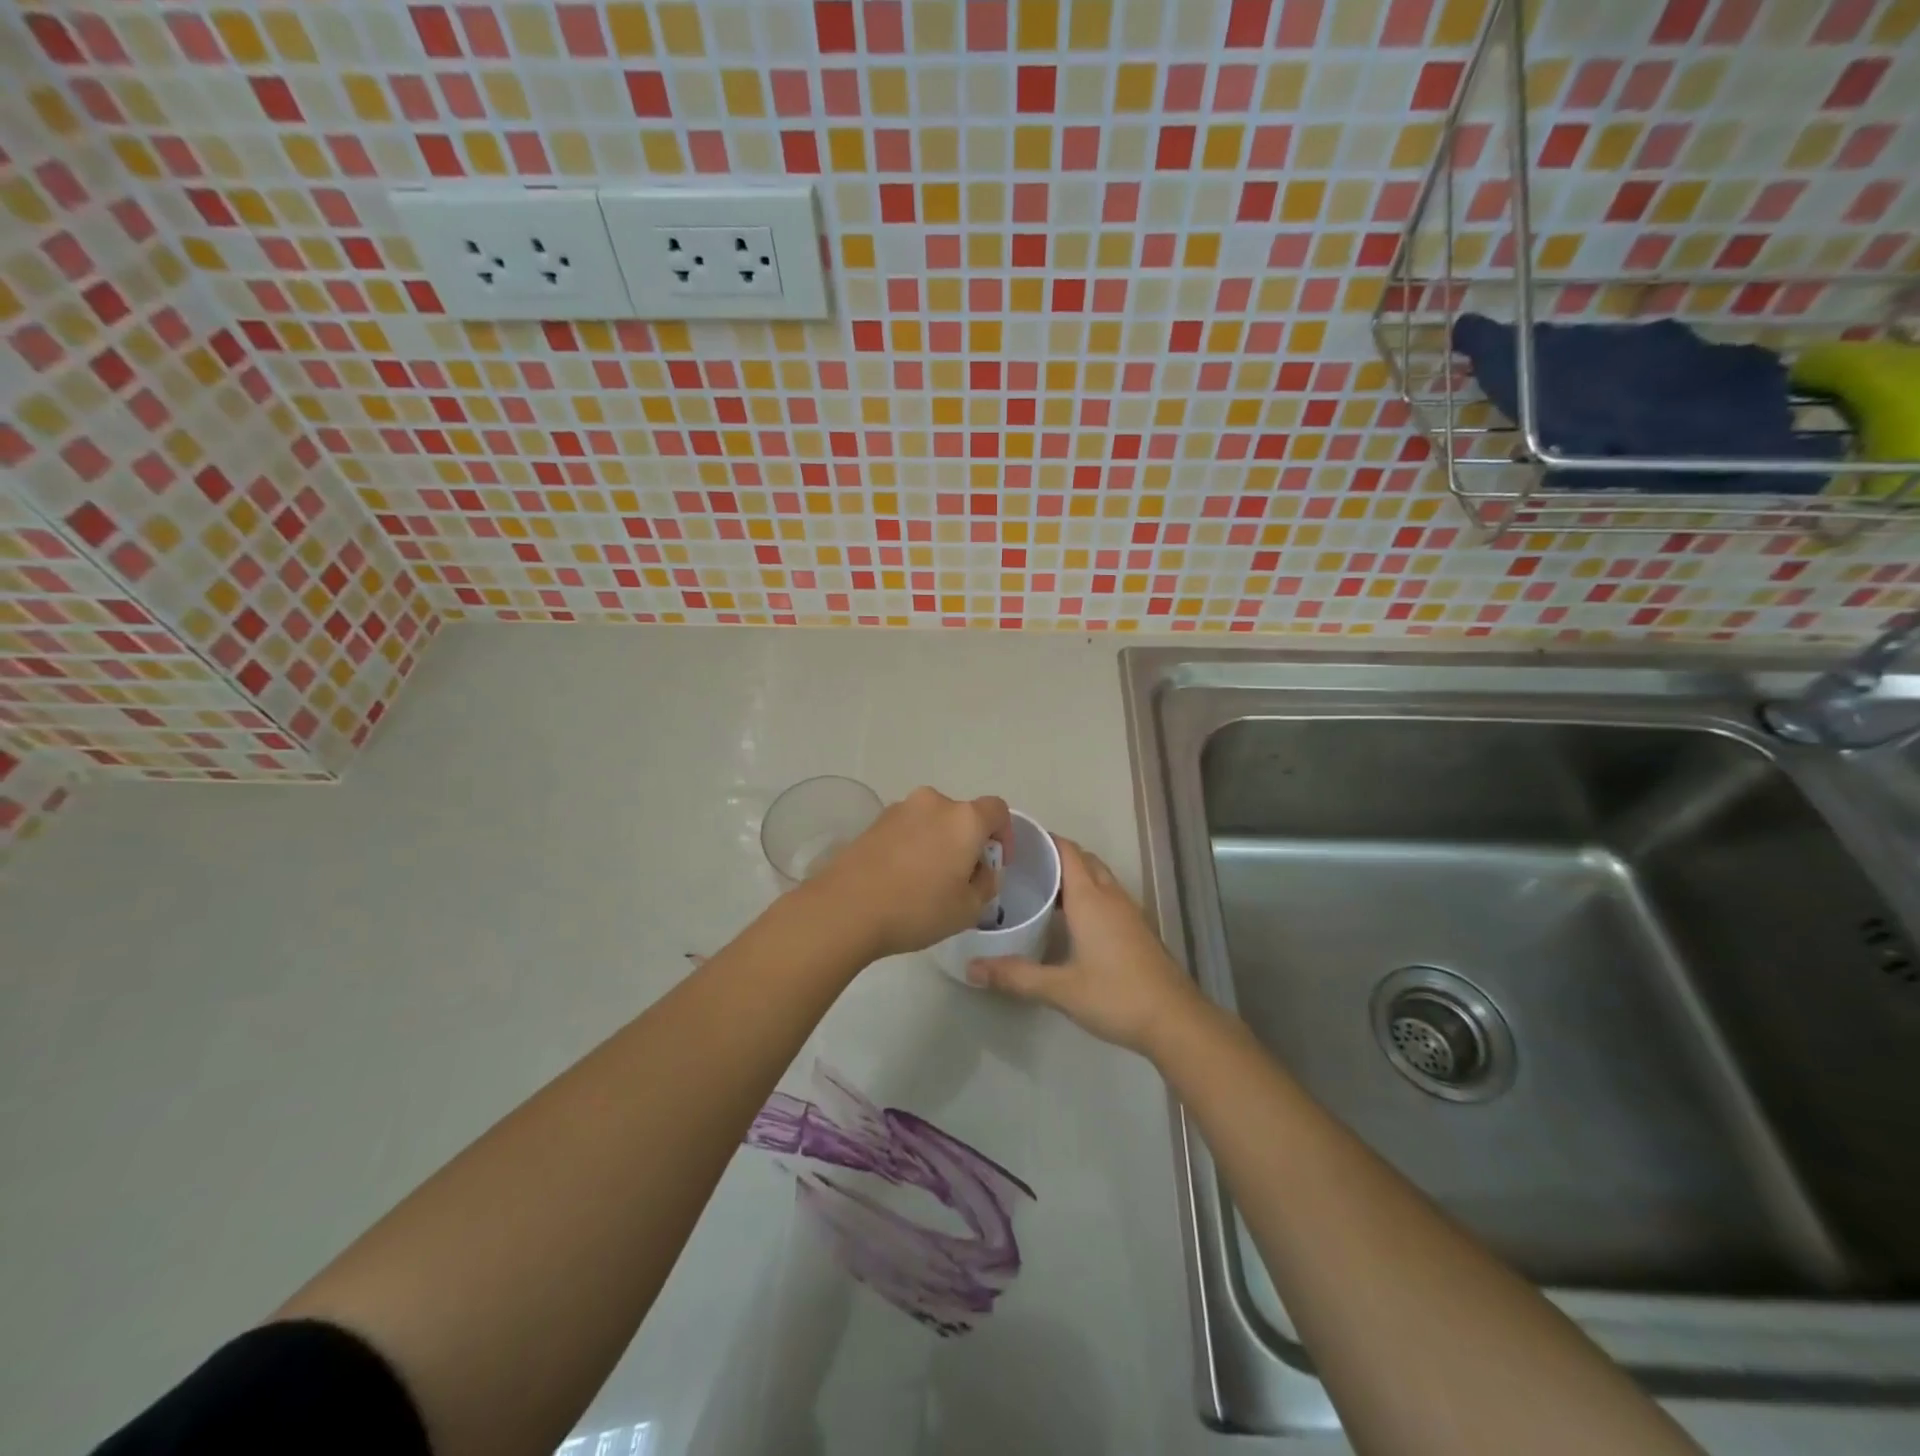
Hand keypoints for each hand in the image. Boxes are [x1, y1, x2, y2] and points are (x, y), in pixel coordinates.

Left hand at [810, 787, 1010, 959]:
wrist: (845, 908)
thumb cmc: (917, 908)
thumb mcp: (968, 909)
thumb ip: (986, 884)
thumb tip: (981, 870)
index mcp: (964, 819)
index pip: (997, 811)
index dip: (1005, 835)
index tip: (995, 863)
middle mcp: (933, 803)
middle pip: (962, 816)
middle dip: (968, 842)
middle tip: (961, 878)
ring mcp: (899, 809)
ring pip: (932, 822)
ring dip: (938, 843)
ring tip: (927, 882)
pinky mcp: (874, 822)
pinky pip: (906, 830)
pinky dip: (912, 846)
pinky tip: (901, 879)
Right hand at [968, 836, 1205, 1056]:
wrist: (1175, 1021)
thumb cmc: (1116, 996)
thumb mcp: (1060, 989)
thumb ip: (1015, 976)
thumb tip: (971, 968)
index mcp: (1091, 899)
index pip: (1066, 851)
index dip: (1043, 840)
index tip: (1015, 840)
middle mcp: (1111, 896)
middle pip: (1083, 860)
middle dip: (1056, 856)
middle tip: (1022, 867)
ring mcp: (1129, 911)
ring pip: (1098, 877)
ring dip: (1073, 875)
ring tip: (1041, 889)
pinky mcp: (1138, 929)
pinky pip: (1108, 895)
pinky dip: (1088, 894)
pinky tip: (1071, 920)